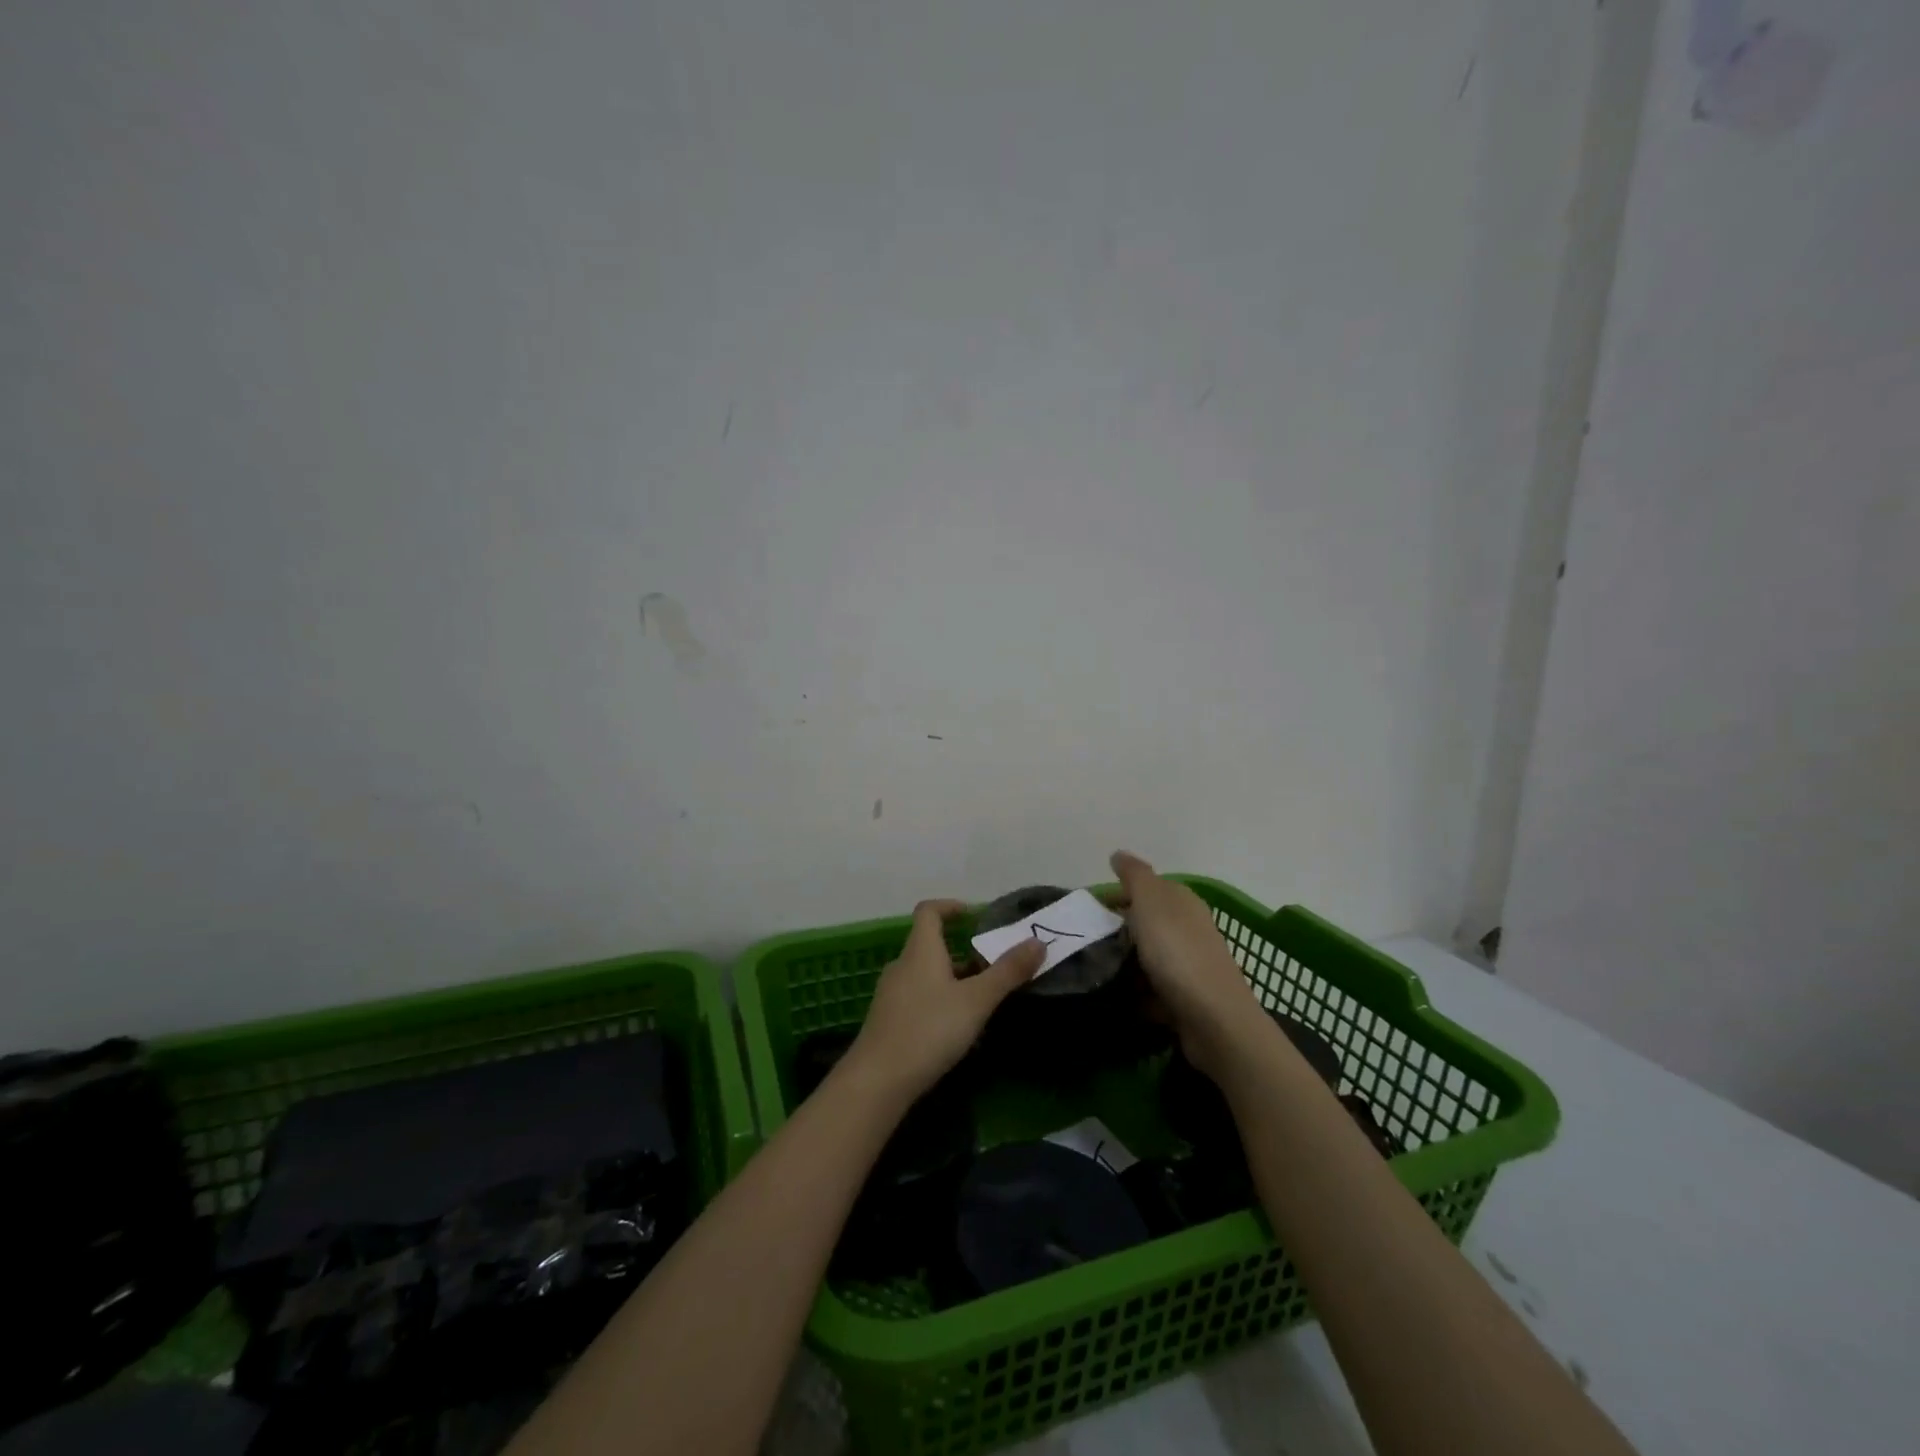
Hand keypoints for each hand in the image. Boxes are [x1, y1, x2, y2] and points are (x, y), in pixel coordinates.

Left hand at [846, 899, 1044, 1101]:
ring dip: (952, 979)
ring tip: (981, 999)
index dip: (950, 906)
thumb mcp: (976, 1001)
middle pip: (931, 945)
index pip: (929, 911)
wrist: (878, 1081)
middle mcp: (902, 965)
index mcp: (920, 950)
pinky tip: (956, 1028)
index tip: (973, 915)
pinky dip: (939, 1001)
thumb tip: (1037, 941)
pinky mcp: (888, 1021)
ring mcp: (891, 994)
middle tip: (992, 966)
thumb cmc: (929, 1029)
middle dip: (962, 951)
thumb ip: (1007, 971)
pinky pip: (918, 998)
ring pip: (926, 975)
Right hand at [1109, 851, 1264, 1079]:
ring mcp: (1189, 966)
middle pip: (1146, 923)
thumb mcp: (1151, 901)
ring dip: (1124, 963)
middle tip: (1085, 941)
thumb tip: (1119, 854)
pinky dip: (1135, 993)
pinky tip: (1114, 998)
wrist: (1213, 1019)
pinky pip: (1152, 990)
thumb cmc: (1177, 952)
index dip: (1117, 895)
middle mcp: (1189, 929)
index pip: (1146, 889)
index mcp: (1181, 902)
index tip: (1087, 911)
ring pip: (1148, 957)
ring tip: (1093, 970)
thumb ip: (1134, 875)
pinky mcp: (1185, 999)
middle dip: (1117, 930)